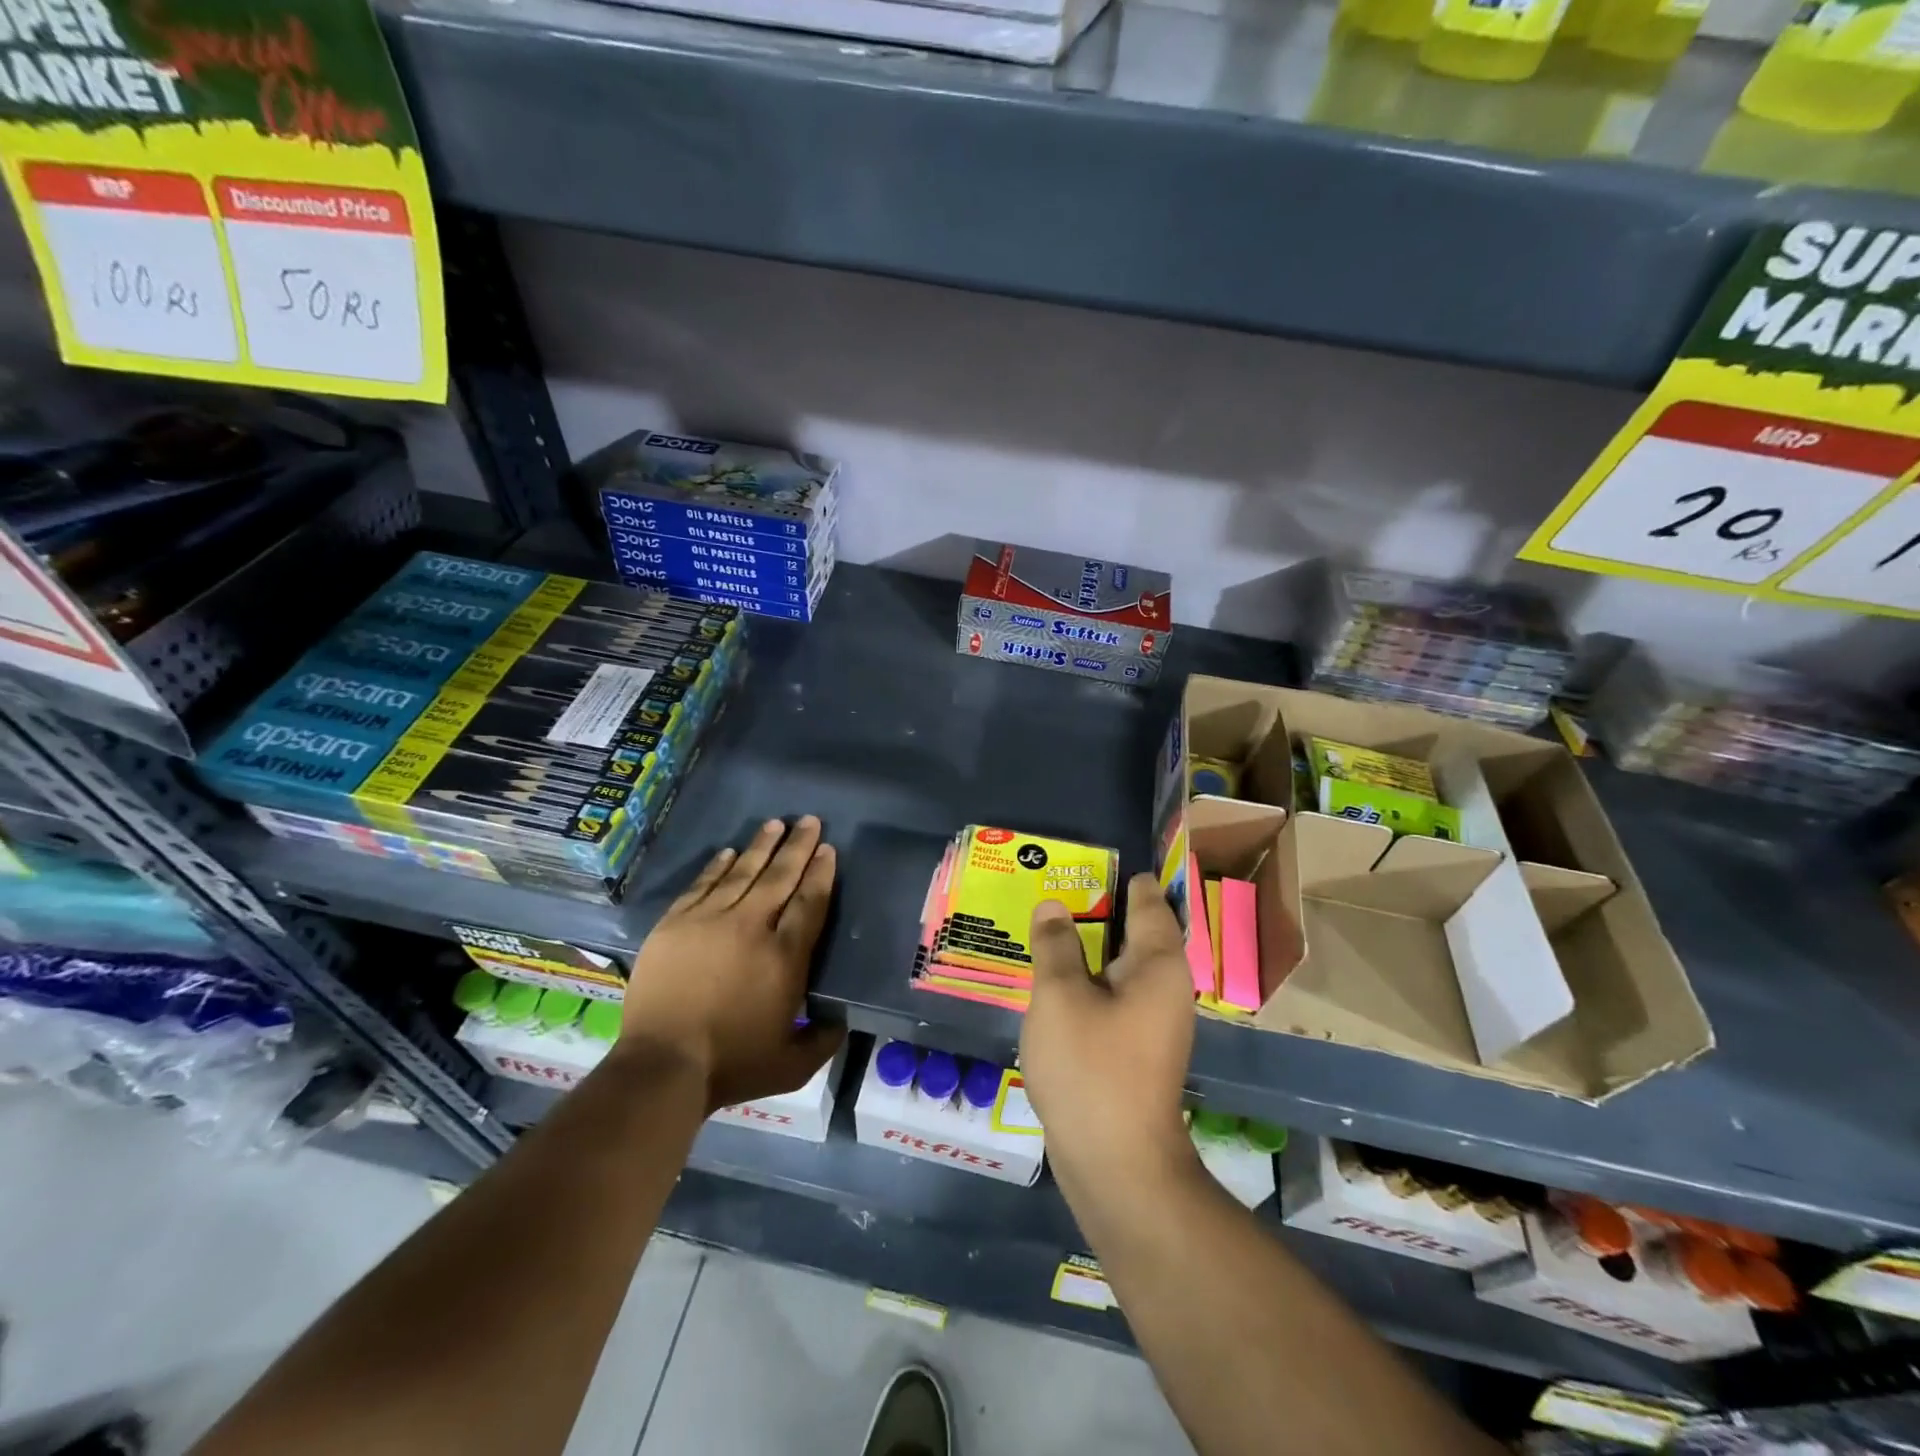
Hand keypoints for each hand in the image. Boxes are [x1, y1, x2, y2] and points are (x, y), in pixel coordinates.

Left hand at [619, 816, 844, 1112]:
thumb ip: (823, 1039)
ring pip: (742, 873)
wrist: (663, 1066)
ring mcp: (709, 921)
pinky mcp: (675, 925)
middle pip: (780, 877)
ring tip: (775, 824)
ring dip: (761, 846)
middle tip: (809, 820)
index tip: (828, 849)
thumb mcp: (792, 1064)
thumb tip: (841, 1020)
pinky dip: (717, 867)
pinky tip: (728, 852)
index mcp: (785, 956)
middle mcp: (751, 927)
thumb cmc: (733, 1064)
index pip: (810, 902)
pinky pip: (702, 885)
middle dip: (798, 846)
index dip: (821, 873)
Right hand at [1020, 874, 1196, 1191]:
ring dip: (1088, 945)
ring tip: (1048, 923)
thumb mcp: (1060, 996)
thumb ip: (1055, 944)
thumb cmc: (1091, 1068)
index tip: (1090, 858)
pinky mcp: (1136, 1048)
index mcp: (1158, 962)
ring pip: (1120, 965)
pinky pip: (1112, 995)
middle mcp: (1165, 985)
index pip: (1147, 899)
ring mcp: (1153, 1020)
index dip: (1121, 876)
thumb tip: (1053, 906)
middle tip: (1055, 884)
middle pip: (1134, 930)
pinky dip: (1087, 979)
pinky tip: (1054, 977)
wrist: (1116, 1164)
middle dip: (1098, 907)